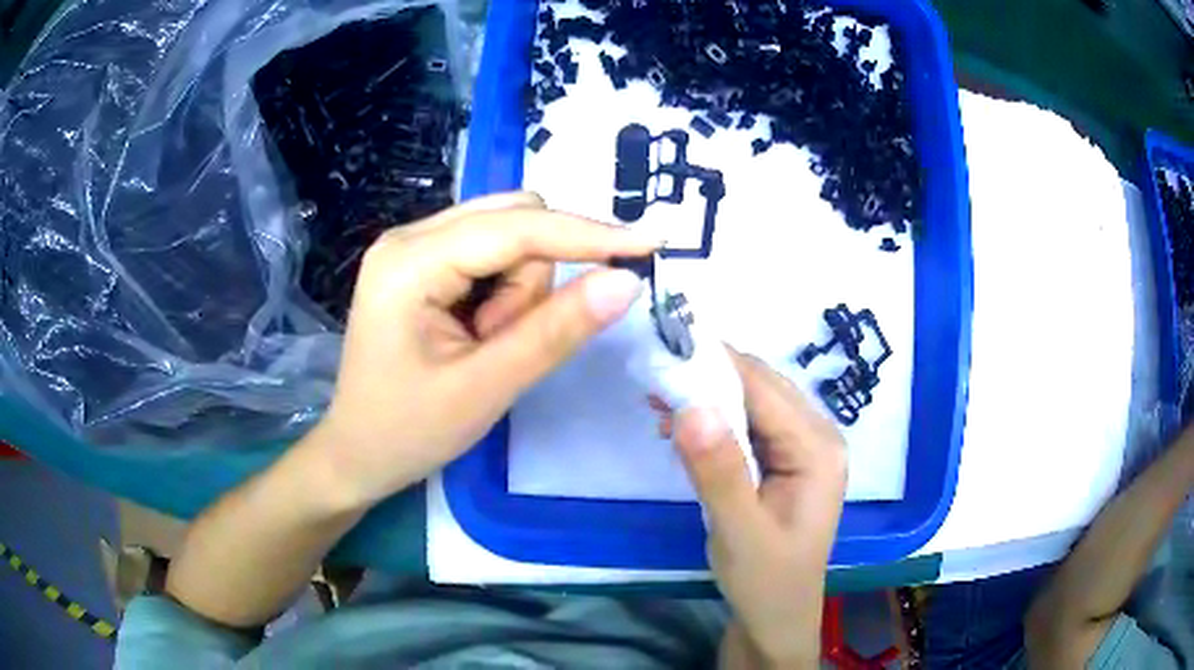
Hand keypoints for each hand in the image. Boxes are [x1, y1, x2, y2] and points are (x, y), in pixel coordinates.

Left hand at [309, 192, 657, 505]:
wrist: (357, 455)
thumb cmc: (408, 431)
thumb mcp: (485, 388)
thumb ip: (555, 332)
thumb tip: (625, 282)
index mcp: (410, 262)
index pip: (517, 228)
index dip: (588, 234)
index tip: (651, 244)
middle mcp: (409, 237)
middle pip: (513, 220)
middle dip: (533, 279)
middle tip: (505, 339)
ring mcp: (413, 247)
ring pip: (507, 235)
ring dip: (519, 290)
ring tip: (485, 343)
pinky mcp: (423, 264)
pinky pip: (490, 255)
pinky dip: (505, 292)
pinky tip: (479, 331)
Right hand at [671, 352, 846, 668]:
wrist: (777, 619)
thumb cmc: (765, 582)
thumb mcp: (739, 532)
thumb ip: (718, 471)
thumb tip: (690, 406)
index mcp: (818, 449)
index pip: (764, 389)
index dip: (714, 366)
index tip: (663, 353)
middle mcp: (818, 437)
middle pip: (761, 387)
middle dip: (709, 380)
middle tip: (655, 383)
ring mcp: (803, 448)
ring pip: (753, 403)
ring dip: (708, 399)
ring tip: (660, 405)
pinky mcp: (785, 461)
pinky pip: (749, 425)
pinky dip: (715, 421)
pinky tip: (684, 430)